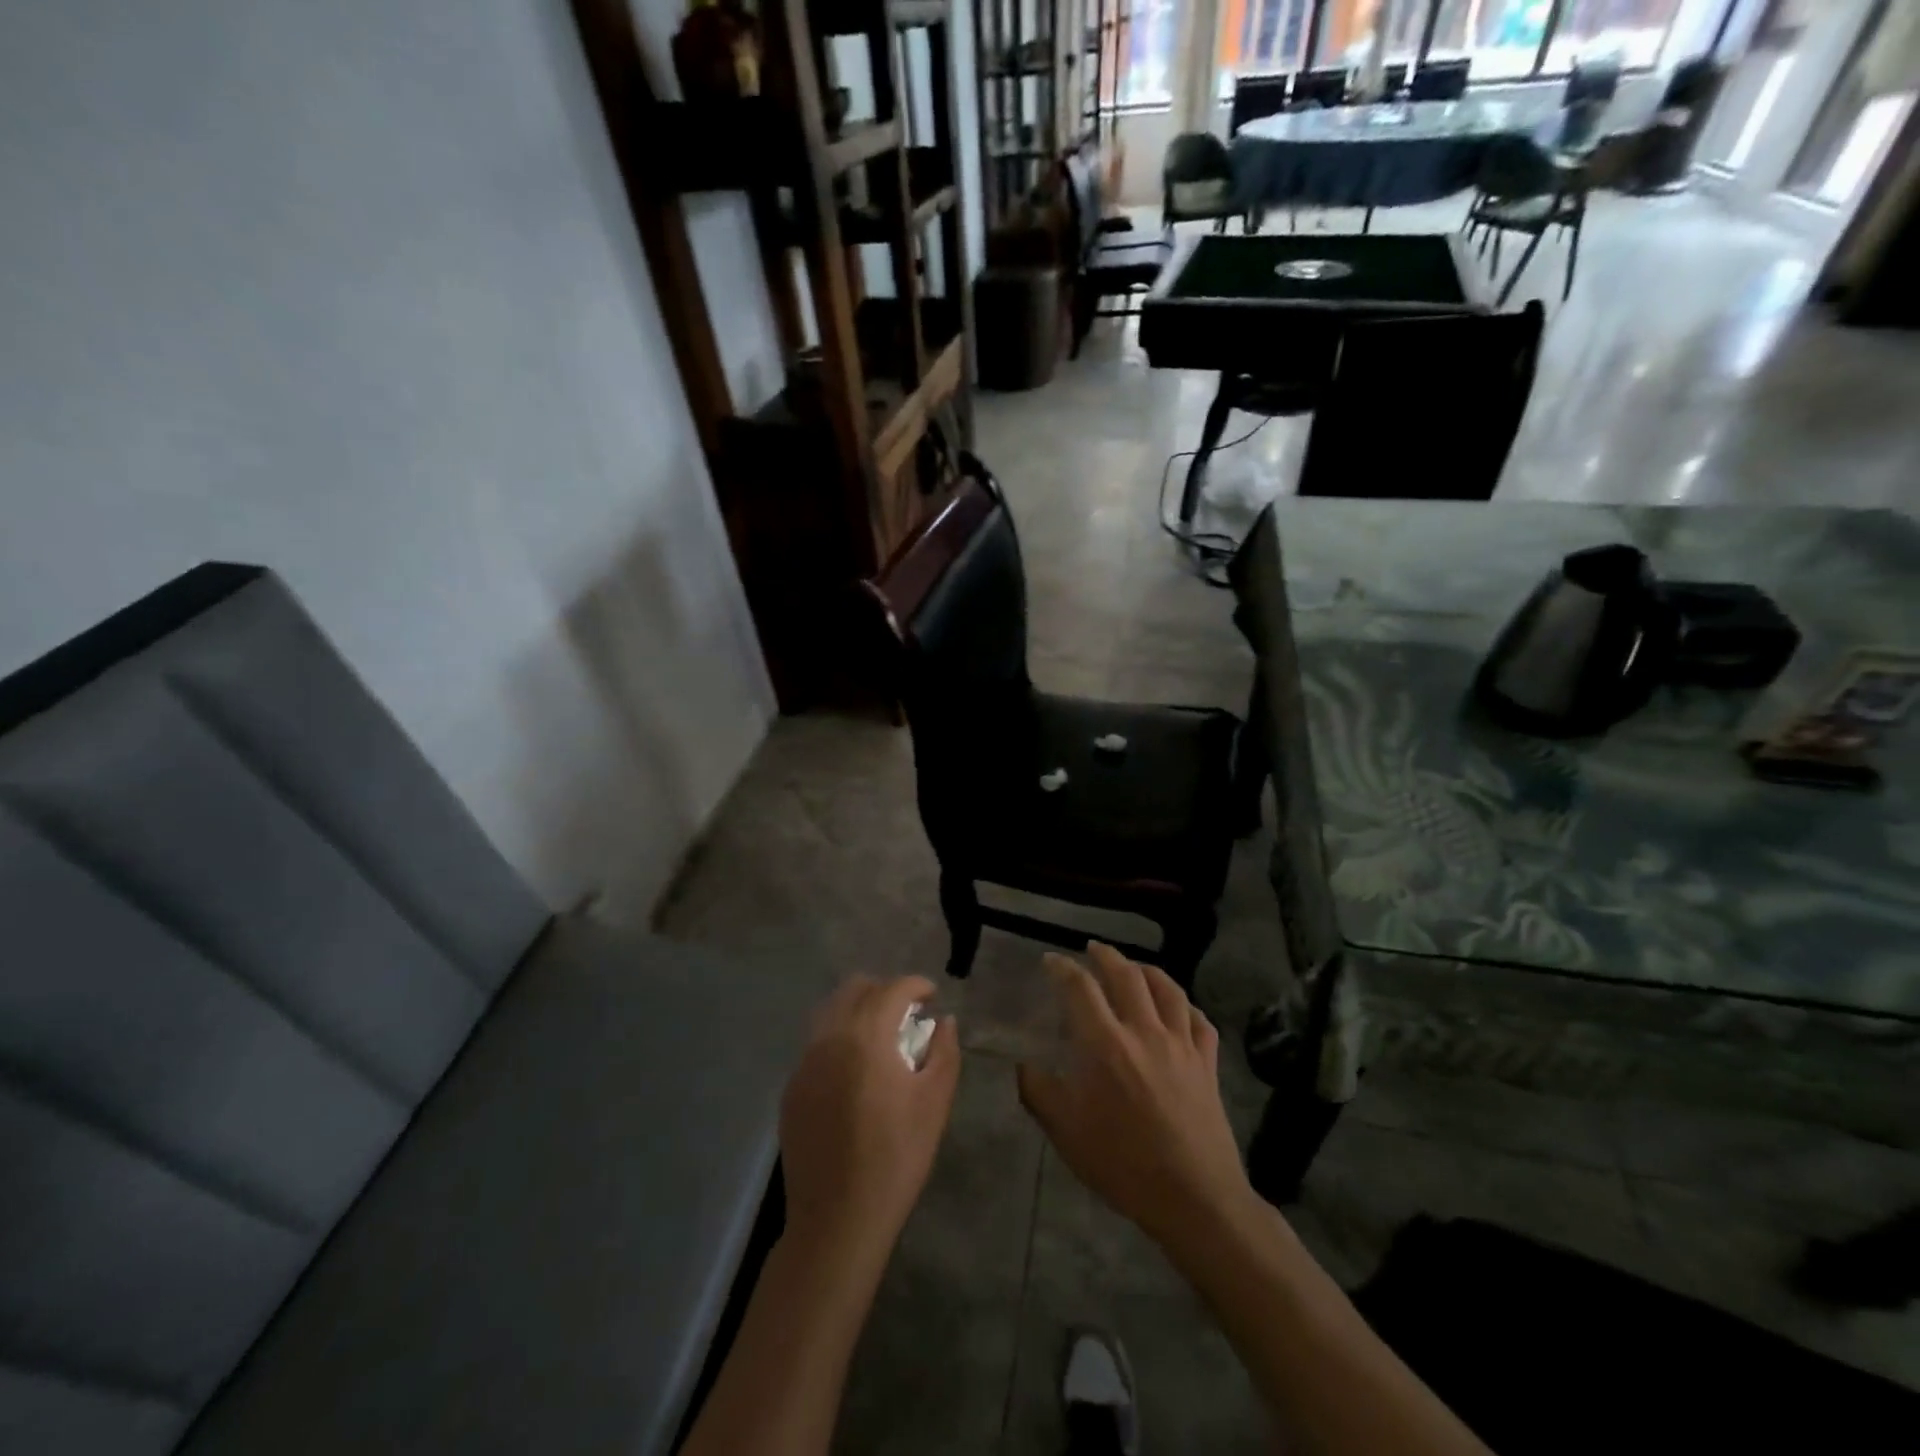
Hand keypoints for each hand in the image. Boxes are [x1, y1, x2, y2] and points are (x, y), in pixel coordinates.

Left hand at [779, 976, 959, 1265]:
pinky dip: (839, 1040)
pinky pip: (816, 1044)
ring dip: (858, 1011)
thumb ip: (944, 1052)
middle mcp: (829, 1038)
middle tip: (908, 1016)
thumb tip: (944, 1022)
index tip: (933, 997)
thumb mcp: (935, 1103)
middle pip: (856, 989)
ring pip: (830, 1012)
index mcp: (866, 1036)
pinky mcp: (791, 1089)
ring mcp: (804, 1063)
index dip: (917, 985)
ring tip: (881, 1038)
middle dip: (885, 992)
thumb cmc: (896, 1158)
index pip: (893, 989)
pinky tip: (854, 1072)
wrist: (837, 1220)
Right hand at [1017, 944, 1251, 1249]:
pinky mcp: (1208, 1063)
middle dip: (1106, 955)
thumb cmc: (1123, 1164)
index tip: (1051, 960)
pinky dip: (1187, 1006)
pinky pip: (1199, 1021)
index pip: (1080, 987)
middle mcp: (1144, 1031)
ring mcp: (1182, 1045)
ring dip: (1147, 970)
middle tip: (1093, 949)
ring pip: (1168, 989)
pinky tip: (1179, 1009)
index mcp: (1105, 1043)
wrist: (1194, 1198)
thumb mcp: (1066, 1132)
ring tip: (1135, 967)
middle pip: (1126, 975)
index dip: (1062, 967)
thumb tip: (1024, 1065)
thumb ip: (1039, 1092)